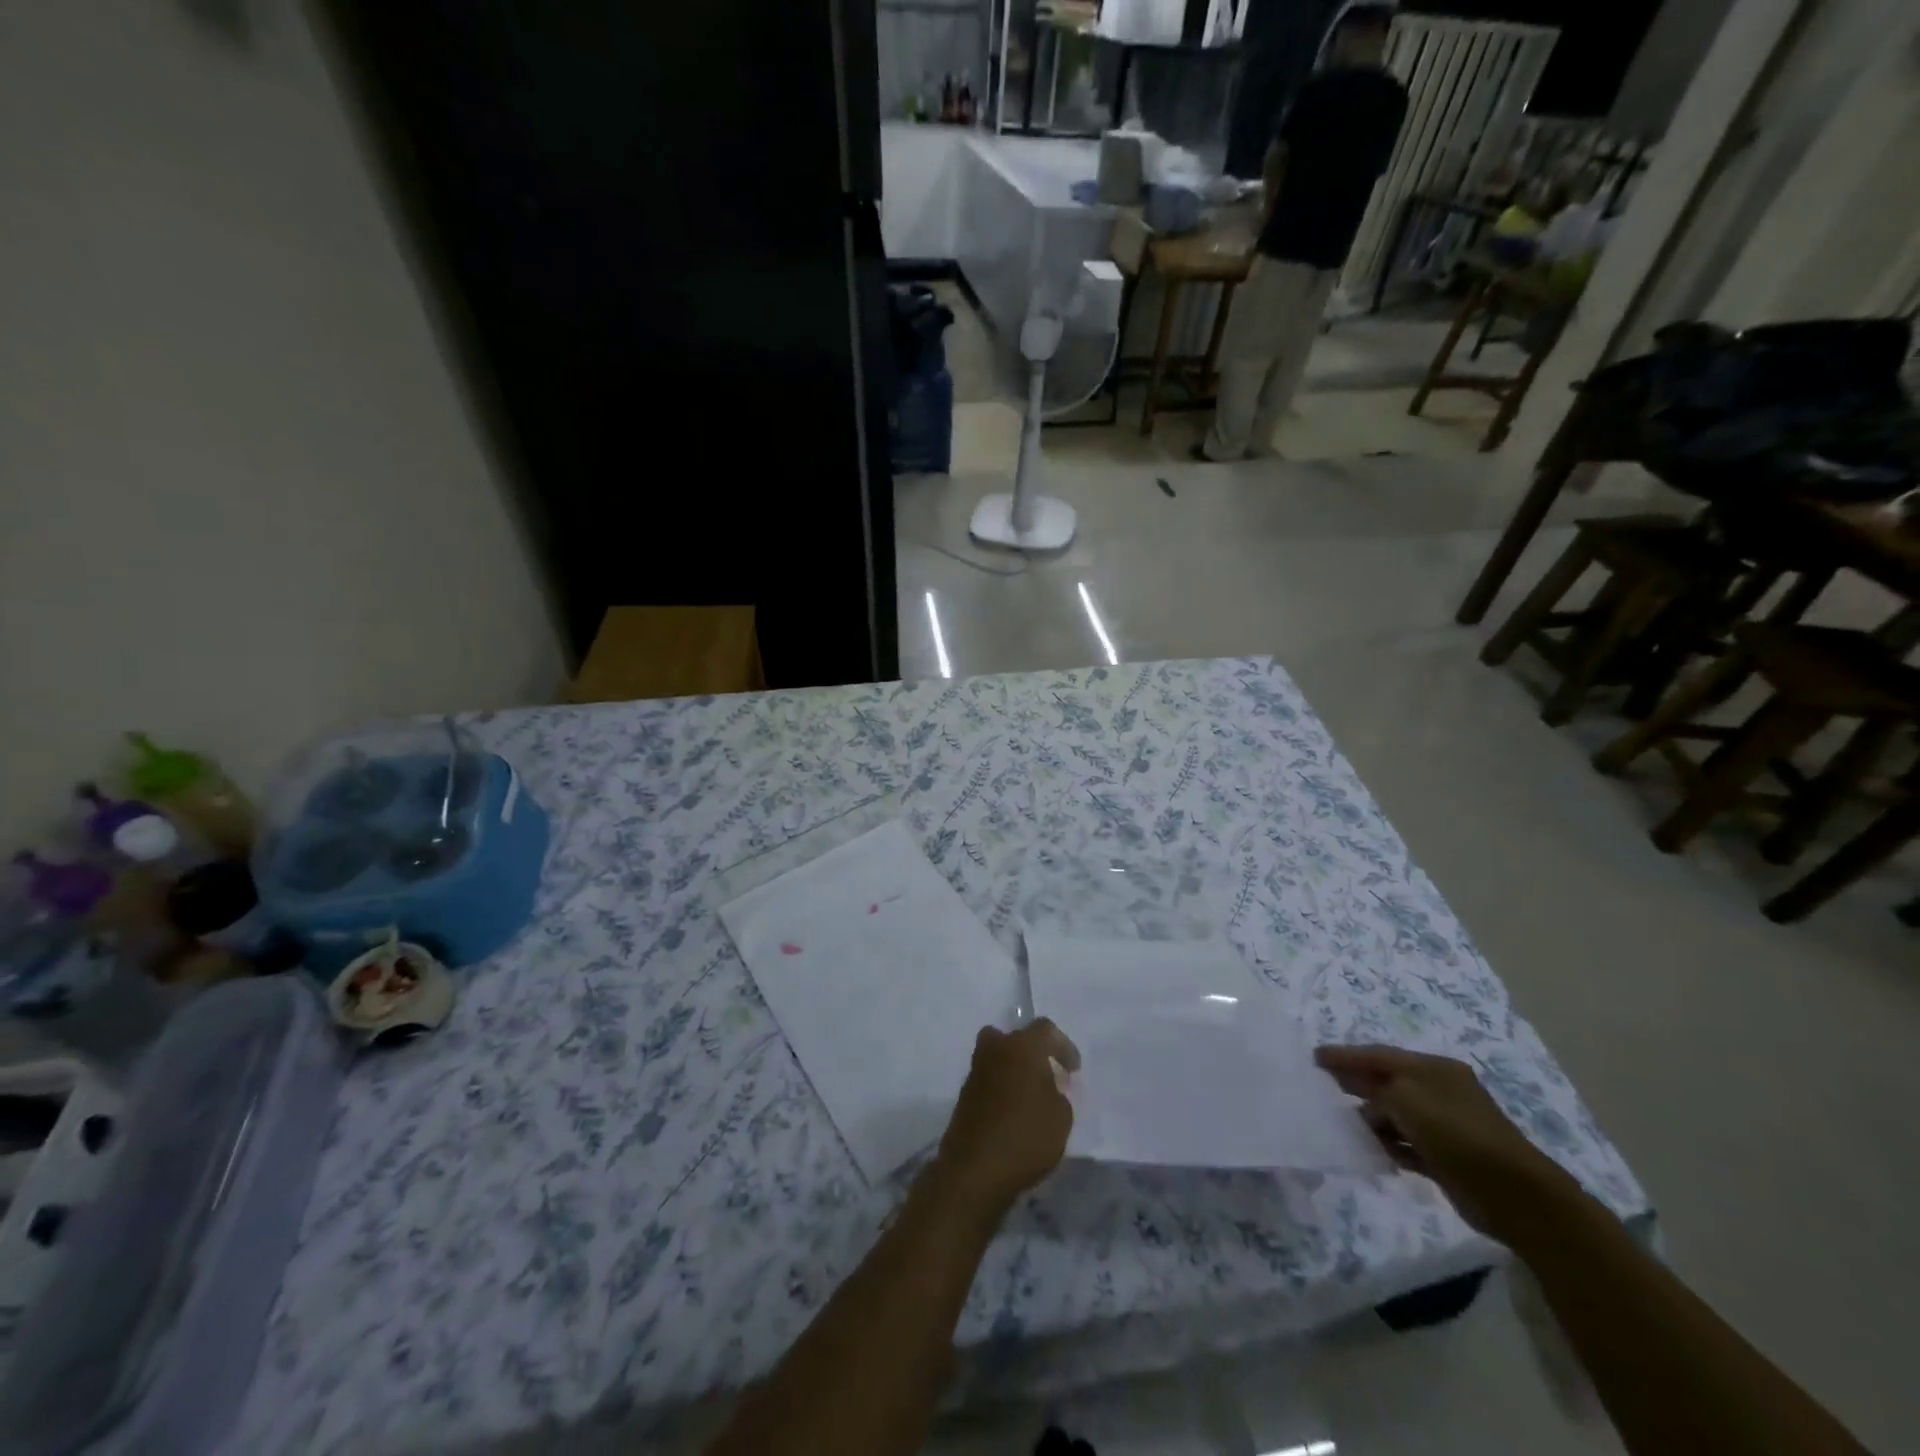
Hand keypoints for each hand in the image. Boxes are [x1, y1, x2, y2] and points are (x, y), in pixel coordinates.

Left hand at [934, 1019, 1079, 1216]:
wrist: (975, 1168)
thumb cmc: (1026, 1136)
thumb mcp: (1061, 1118)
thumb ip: (1059, 1094)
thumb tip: (1048, 1088)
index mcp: (1022, 1046)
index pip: (1045, 1030)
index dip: (1063, 1047)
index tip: (1073, 1070)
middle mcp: (996, 1050)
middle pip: (1013, 1037)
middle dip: (1030, 1051)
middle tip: (1044, 1073)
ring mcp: (976, 1071)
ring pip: (996, 1057)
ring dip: (1012, 1068)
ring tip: (1029, 1096)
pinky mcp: (964, 1094)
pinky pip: (988, 1079)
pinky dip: (1000, 1087)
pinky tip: (1012, 1111)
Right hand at [1315, 1044, 1581, 1241]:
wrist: (1514, 1194)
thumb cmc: (1456, 1134)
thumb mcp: (1407, 1100)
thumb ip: (1377, 1094)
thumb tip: (1366, 1110)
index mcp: (1433, 1069)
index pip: (1380, 1055)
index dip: (1346, 1055)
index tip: (1315, 1057)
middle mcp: (1438, 1091)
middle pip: (1386, 1081)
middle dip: (1355, 1082)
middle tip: (1321, 1083)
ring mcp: (1444, 1124)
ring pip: (1394, 1114)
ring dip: (1370, 1118)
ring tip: (1340, 1122)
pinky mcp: (1446, 1156)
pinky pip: (1405, 1143)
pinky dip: (1388, 1144)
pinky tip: (1369, 1150)